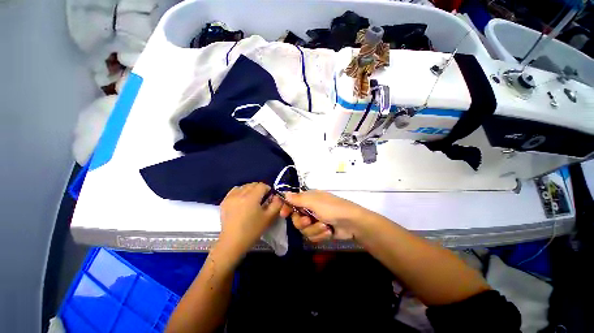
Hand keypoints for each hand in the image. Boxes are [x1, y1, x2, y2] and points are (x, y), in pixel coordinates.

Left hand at [218, 183, 281, 258]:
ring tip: (251, 200)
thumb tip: (277, 196)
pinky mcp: (224, 201)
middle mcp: (240, 193)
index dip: (268, 190)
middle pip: (253, 184)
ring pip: (244, 186)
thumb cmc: (252, 231)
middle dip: (260, 189)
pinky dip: (240, 192)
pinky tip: (242, 200)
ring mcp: (230, 197)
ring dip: (250, 190)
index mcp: (251, 197)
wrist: (232, 243)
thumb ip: (277, 204)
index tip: (269, 198)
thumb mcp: (269, 218)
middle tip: (262, 200)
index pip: (262, 185)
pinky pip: (235, 190)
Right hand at [280, 190, 368, 241]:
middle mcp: (310, 209)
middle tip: (308, 221)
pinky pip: (312, 236)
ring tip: (325, 227)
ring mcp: (315, 221)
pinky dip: (320, 235)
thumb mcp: (314, 201)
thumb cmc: (332, 208)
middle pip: (296, 219)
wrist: (352, 222)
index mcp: (308, 199)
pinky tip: (329, 232)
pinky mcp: (320, 231)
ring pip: (304, 230)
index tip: (283, 214)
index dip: (287, 207)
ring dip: (314, 229)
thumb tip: (285, 193)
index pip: (292, 202)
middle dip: (302, 222)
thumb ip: (298, 199)